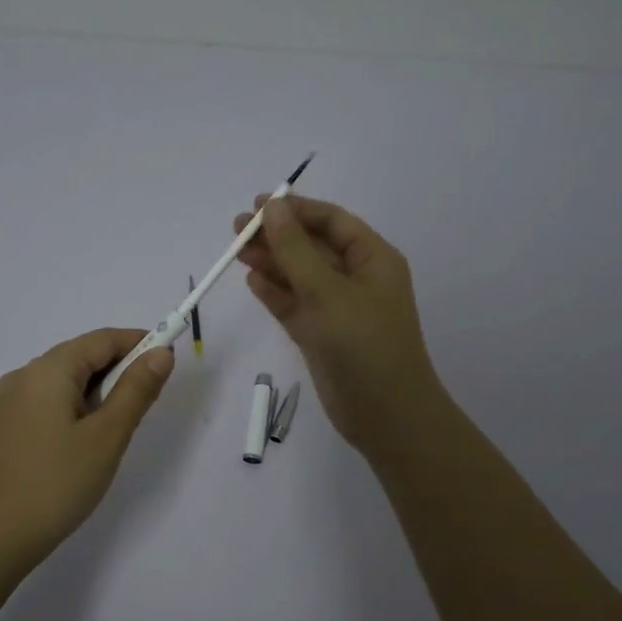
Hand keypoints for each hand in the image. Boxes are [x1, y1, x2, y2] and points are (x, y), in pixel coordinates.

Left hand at [0, 327, 174, 568]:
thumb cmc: (58, 482)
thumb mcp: (108, 435)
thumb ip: (137, 390)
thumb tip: (161, 353)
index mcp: (48, 370)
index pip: (103, 339)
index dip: (139, 342)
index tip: (170, 360)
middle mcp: (26, 375)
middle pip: (83, 355)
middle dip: (121, 367)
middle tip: (151, 398)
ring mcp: (13, 401)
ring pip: (68, 379)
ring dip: (101, 389)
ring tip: (123, 423)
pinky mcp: (9, 425)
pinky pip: (52, 399)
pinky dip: (80, 405)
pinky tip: (91, 435)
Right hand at [234, 195, 443, 456]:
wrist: (385, 415)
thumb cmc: (364, 345)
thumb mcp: (328, 292)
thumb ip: (296, 249)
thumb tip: (272, 208)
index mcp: (373, 259)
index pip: (332, 221)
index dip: (296, 210)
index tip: (257, 205)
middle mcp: (357, 279)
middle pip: (312, 246)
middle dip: (277, 235)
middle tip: (236, 229)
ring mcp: (338, 309)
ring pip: (299, 276)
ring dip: (271, 262)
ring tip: (236, 252)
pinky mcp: (321, 335)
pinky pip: (295, 305)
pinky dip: (275, 293)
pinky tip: (252, 280)